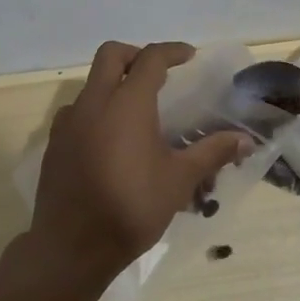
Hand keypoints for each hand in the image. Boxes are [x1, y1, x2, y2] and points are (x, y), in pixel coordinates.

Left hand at [27, 41, 253, 287]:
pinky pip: (76, 112)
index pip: (150, 59)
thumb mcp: (179, 181)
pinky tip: (109, 141)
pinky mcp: (54, 144)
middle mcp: (94, 102)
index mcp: (127, 103)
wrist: (71, 249)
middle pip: (111, 55)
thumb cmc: (131, 208)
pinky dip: (95, 112)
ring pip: (90, 84)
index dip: (171, 51)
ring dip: (112, 85)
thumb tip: (245, 140)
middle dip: (136, 55)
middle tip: (157, 74)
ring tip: (134, 112)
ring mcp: (68, 122)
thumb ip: (211, 153)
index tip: (188, 56)